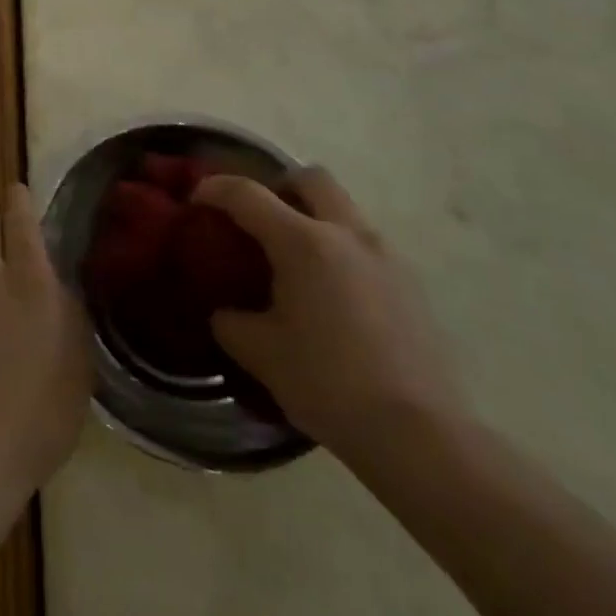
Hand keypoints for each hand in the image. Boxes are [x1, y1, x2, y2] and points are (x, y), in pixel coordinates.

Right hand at [193, 168, 461, 462]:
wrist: (420, 436)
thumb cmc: (328, 383)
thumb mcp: (260, 353)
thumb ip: (231, 321)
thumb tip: (225, 312)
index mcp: (303, 242)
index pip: (247, 194)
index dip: (215, 189)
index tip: (195, 200)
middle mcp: (347, 234)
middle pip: (311, 178)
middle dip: (280, 186)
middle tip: (260, 219)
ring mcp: (386, 257)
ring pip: (344, 210)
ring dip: (315, 218)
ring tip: (295, 262)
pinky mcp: (411, 285)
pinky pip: (366, 246)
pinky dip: (341, 251)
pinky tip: (331, 296)